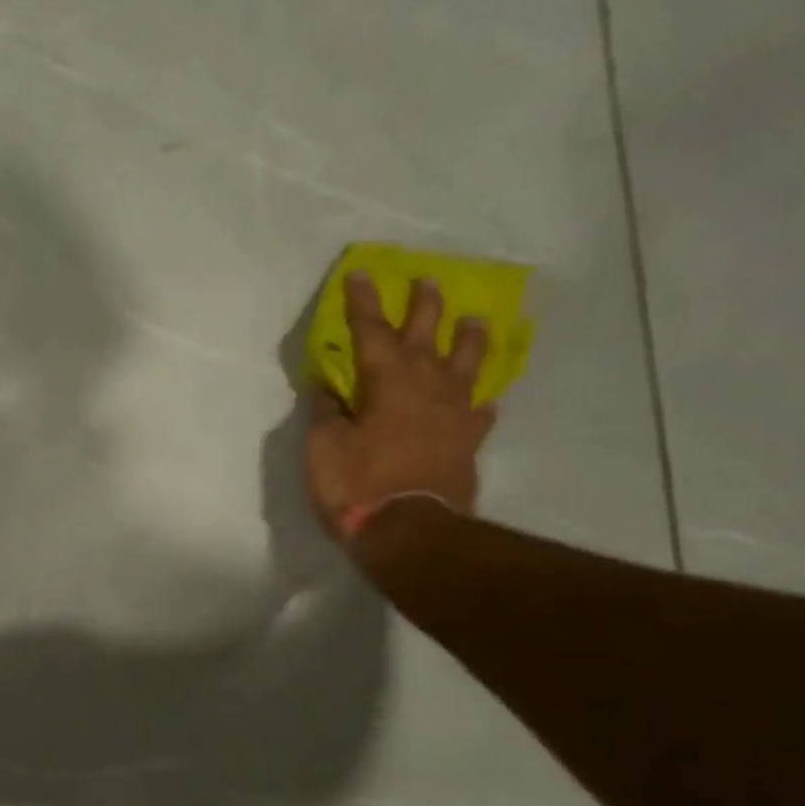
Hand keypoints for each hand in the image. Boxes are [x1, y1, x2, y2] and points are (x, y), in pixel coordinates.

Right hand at [304, 273, 497, 539]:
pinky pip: (479, 413)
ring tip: (474, 321)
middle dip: (423, 308)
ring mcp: (453, 415)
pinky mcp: (467, 443)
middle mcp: (426, 388)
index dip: (363, 303)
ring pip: (466, 366)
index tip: (361, 274)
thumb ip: (327, 413)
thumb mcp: (323, 448)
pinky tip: (481, 401)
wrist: (410, 531)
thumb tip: (328, 387)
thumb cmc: (357, 486)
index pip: (371, 332)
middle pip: (426, 337)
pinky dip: (478, 402)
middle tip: (428, 281)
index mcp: (386, 383)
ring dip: (468, 341)